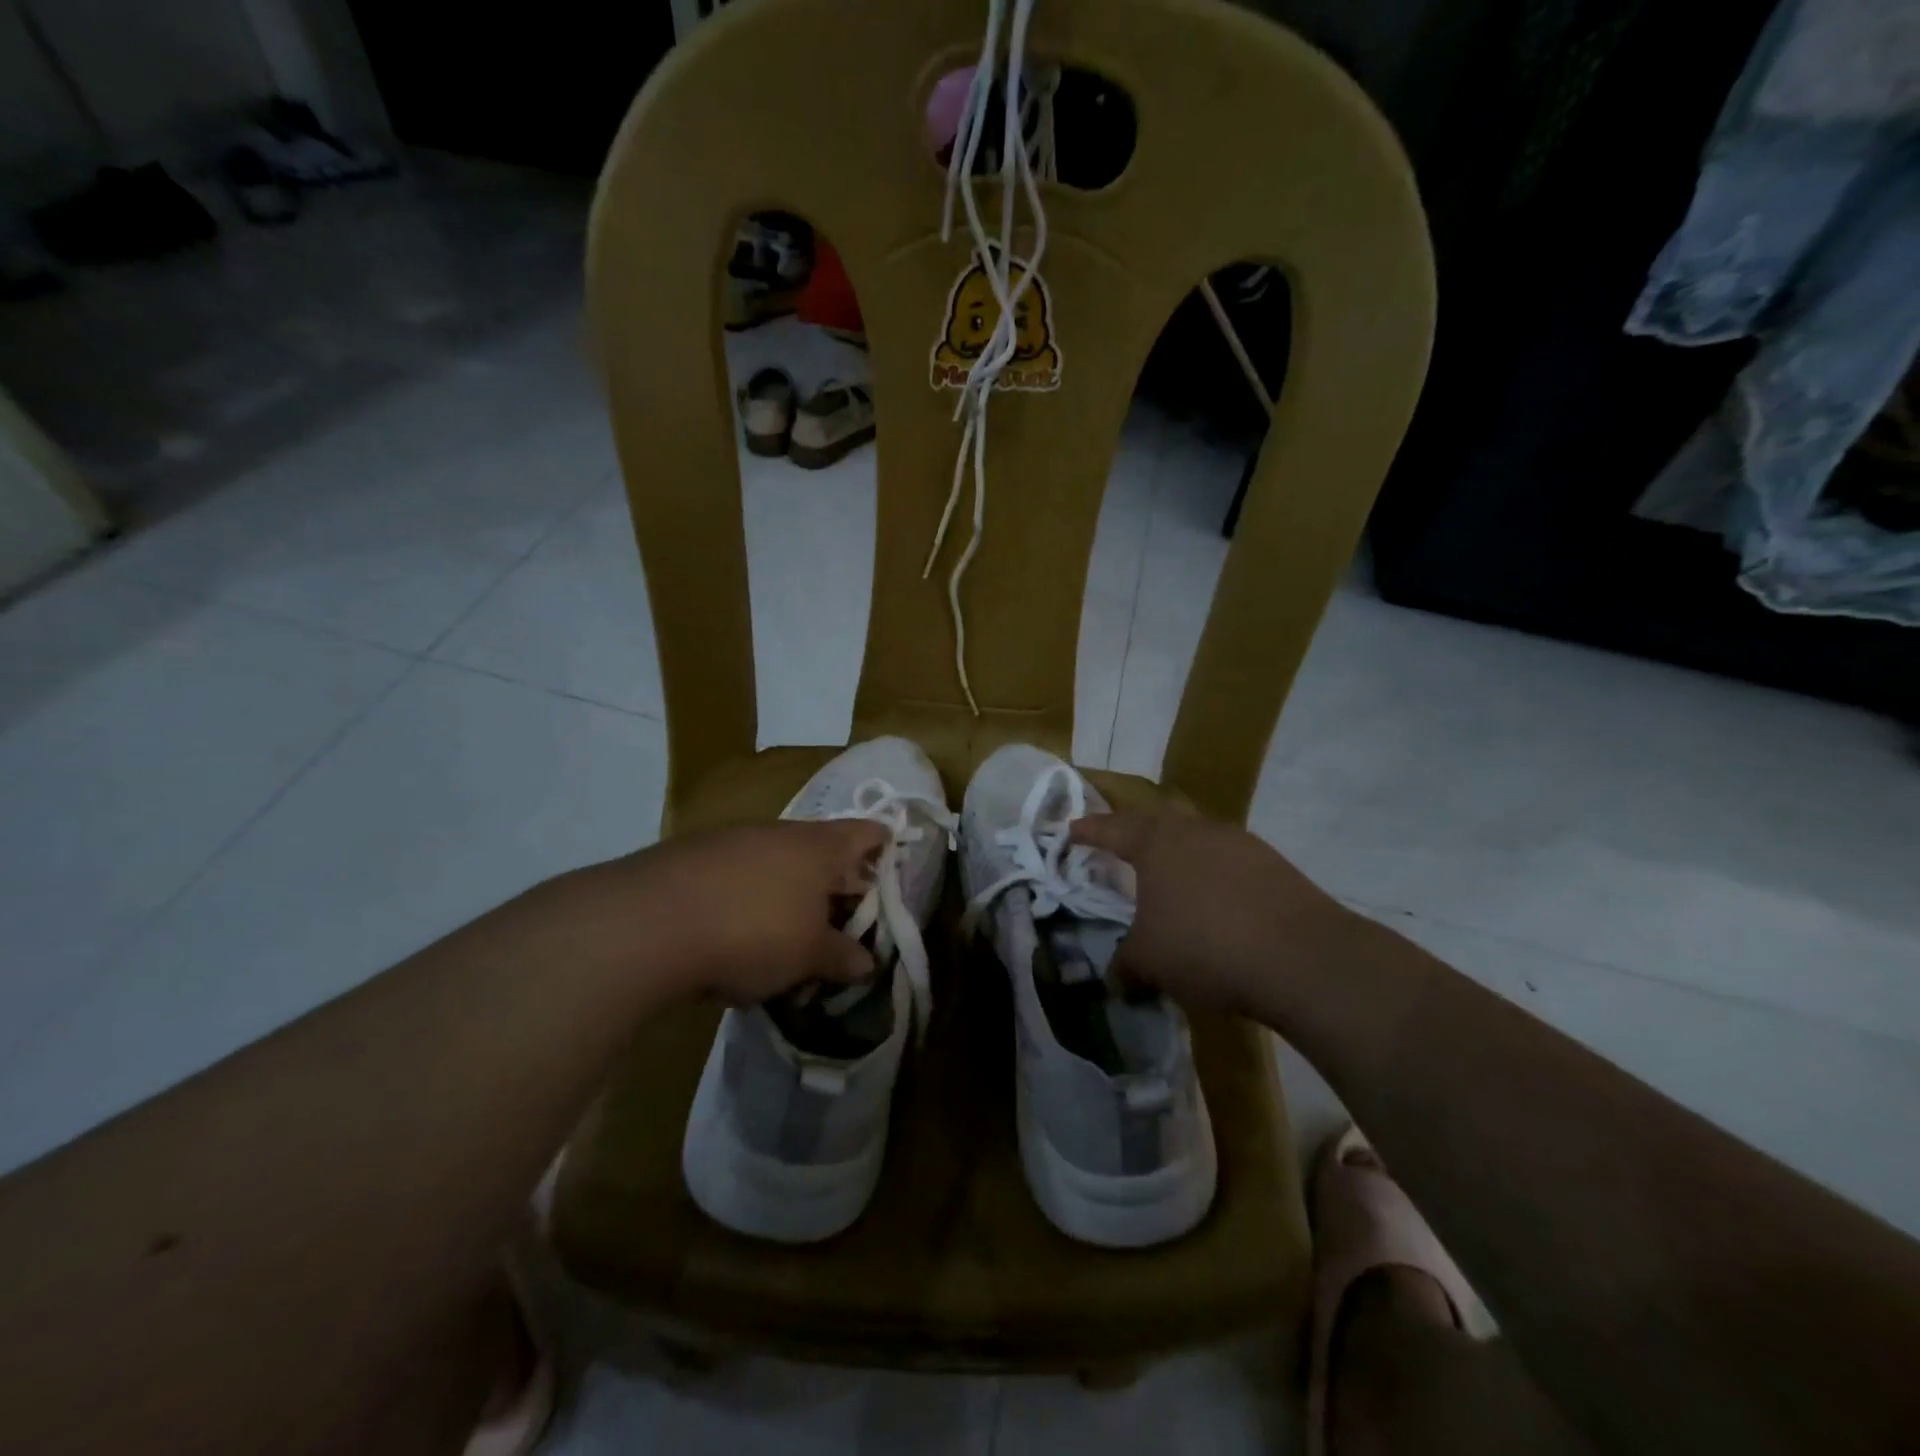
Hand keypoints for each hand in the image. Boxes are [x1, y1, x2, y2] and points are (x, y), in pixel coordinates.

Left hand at [541, 820, 888, 1004]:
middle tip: (839, 921)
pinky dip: (746, 897)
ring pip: (775, 862)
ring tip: (784, 936)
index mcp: (819, 847)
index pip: (867, 832)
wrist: (647, 923)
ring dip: (787, 893)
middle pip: (820, 849)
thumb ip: (840, 957)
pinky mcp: (692, 856)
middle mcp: (780, 832)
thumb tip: (866, 963)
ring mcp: (732, 840)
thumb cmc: (752, 932)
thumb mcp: (807, 956)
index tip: (889, 870)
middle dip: (833, 883)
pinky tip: (731, 934)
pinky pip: (736, 874)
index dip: (883, 848)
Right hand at [1070, 812, 1356, 1020]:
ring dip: (1181, 853)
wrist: (1301, 957)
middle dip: (1137, 830)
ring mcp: (1239, 842)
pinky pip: (1230, 859)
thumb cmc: (1205, 947)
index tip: (1071, 830)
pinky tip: (1218, 903)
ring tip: (1172, 880)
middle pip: (1158, 818)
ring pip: (1198, 836)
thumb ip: (1125, 964)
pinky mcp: (1274, 863)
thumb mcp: (1150, 962)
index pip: (1111, 828)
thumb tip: (1116, 978)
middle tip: (1123, 847)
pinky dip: (1215, 874)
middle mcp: (1195, 831)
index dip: (1088, 830)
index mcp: (1156, 843)